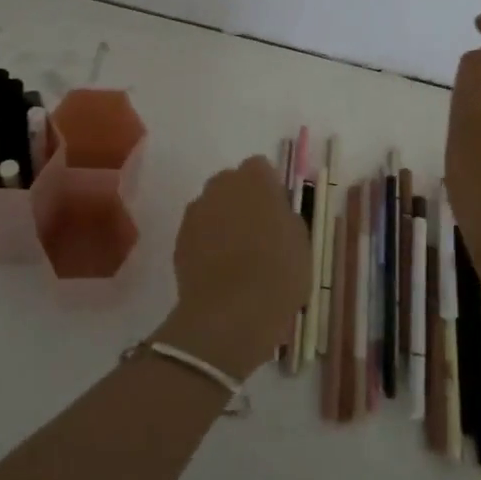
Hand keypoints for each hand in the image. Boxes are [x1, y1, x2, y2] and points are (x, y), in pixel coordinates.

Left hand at [154, 156, 313, 379]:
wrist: (231, 311)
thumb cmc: (278, 271)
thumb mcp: (301, 241)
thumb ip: (285, 216)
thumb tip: (274, 213)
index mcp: (255, 178)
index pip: (261, 168)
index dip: (269, 189)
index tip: (277, 214)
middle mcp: (221, 185)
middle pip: (232, 184)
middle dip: (242, 201)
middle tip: (259, 233)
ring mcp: (196, 211)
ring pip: (212, 207)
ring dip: (222, 221)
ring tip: (238, 256)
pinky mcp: (179, 239)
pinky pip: (198, 232)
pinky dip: (207, 244)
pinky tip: (220, 271)